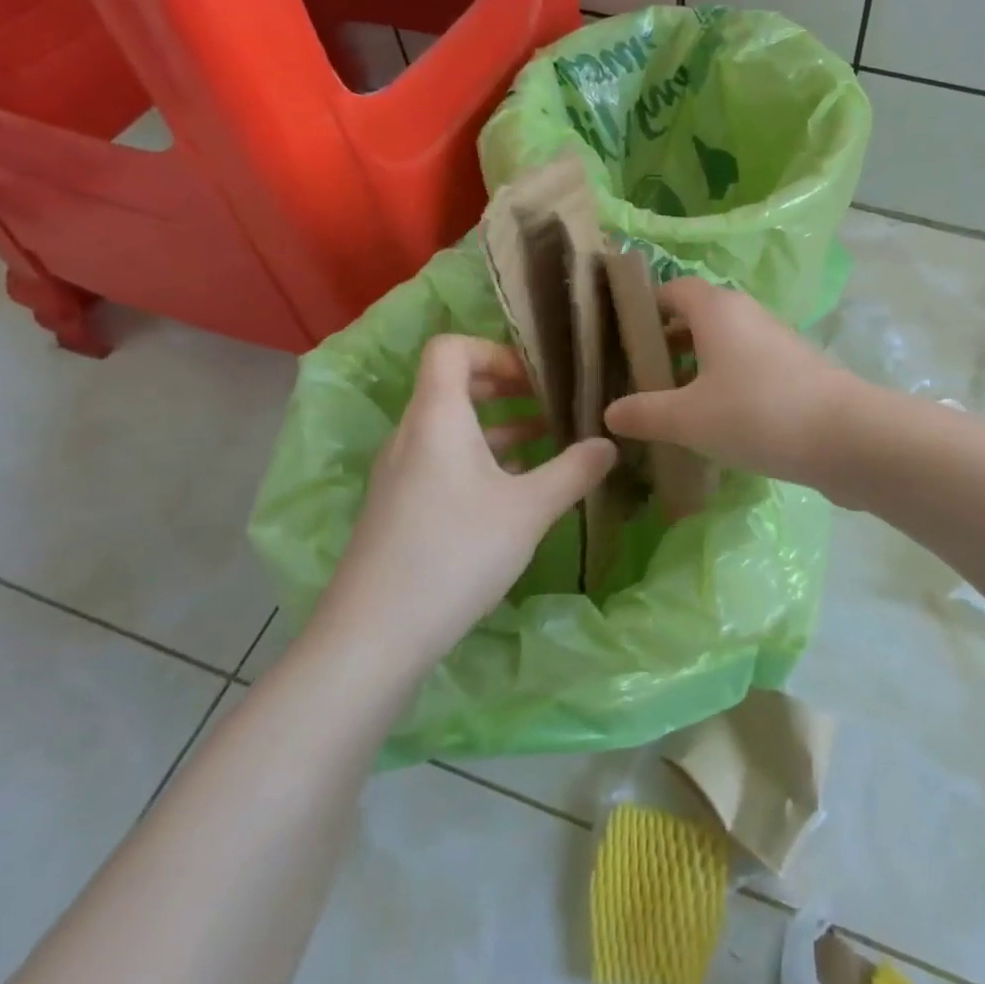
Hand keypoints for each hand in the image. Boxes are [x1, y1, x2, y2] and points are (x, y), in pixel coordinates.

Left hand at [311, 335, 616, 672]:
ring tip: (547, 443)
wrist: (375, 635)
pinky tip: (516, 489)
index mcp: (437, 417)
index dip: (494, 350)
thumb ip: (574, 471)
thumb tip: (609, 444)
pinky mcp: (399, 505)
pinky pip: (442, 460)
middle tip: (549, 403)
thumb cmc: (456, 554)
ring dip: (498, 427)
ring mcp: (400, 472)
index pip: (450, 348)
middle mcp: (411, 434)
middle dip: (505, 388)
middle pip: (453, 385)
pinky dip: (480, 459)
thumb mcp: (529, 510)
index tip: (535, 377)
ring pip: (451, 427)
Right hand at [603, 278, 861, 487]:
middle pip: (696, 317)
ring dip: (695, 368)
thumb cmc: (757, 413)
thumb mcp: (689, 418)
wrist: (846, 437)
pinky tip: (714, 423)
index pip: (670, 289)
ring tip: (670, 405)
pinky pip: (747, 367)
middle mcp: (747, 314)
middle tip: (637, 379)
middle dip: (665, 344)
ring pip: (723, 345)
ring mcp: (776, 341)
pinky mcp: (796, 370)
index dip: (642, 308)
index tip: (618, 340)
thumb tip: (610, 412)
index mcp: (716, 309)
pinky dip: (725, 384)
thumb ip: (644, 413)